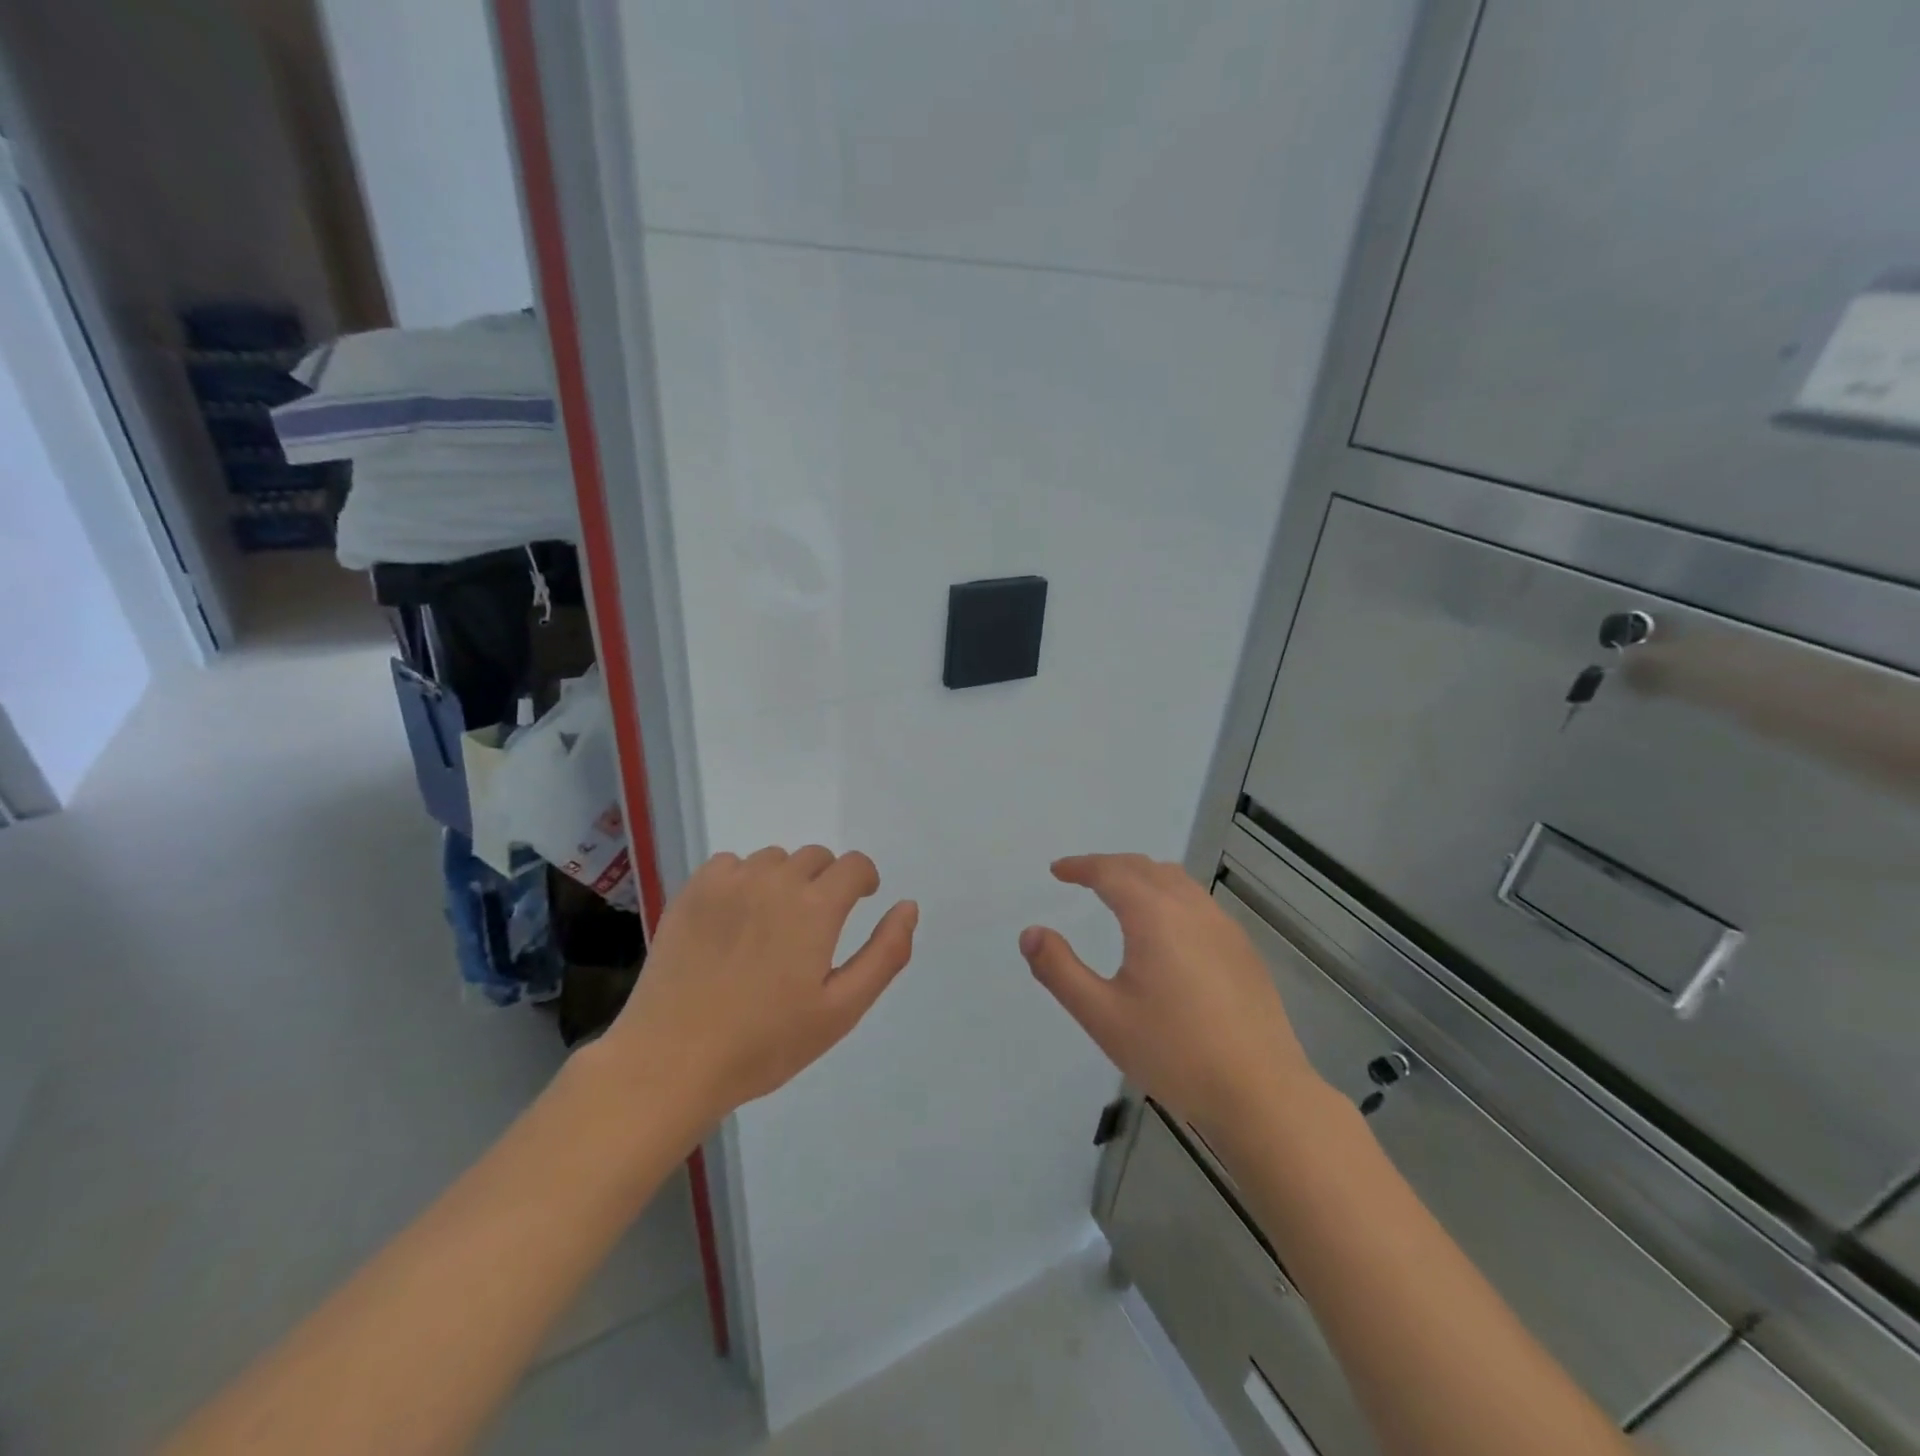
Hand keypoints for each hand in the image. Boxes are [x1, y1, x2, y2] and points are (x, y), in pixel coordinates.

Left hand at [600, 846, 917, 1125]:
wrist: (672, 1060)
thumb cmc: (765, 1043)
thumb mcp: (841, 1009)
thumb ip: (885, 953)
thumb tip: (908, 906)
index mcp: (815, 907)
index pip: (854, 865)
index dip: (864, 880)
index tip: (860, 902)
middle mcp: (774, 880)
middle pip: (816, 857)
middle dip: (827, 881)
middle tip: (814, 927)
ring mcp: (728, 882)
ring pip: (774, 859)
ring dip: (785, 880)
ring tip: (772, 926)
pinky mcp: (692, 892)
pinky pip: (731, 864)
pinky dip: (743, 880)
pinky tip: (734, 919)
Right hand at [1021, 854, 1319, 1139]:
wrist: (1260, 1092)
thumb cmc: (1174, 1052)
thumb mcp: (1102, 1016)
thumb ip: (1060, 970)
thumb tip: (1030, 933)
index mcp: (1154, 915)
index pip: (1110, 871)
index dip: (1080, 866)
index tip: (1057, 871)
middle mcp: (1191, 908)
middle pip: (1144, 867)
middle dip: (1109, 866)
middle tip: (1082, 878)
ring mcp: (1223, 926)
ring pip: (1176, 880)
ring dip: (1142, 876)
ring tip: (1120, 894)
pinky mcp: (1243, 949)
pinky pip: (1198, 901)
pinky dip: (1169, 895)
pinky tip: (1166, 930)